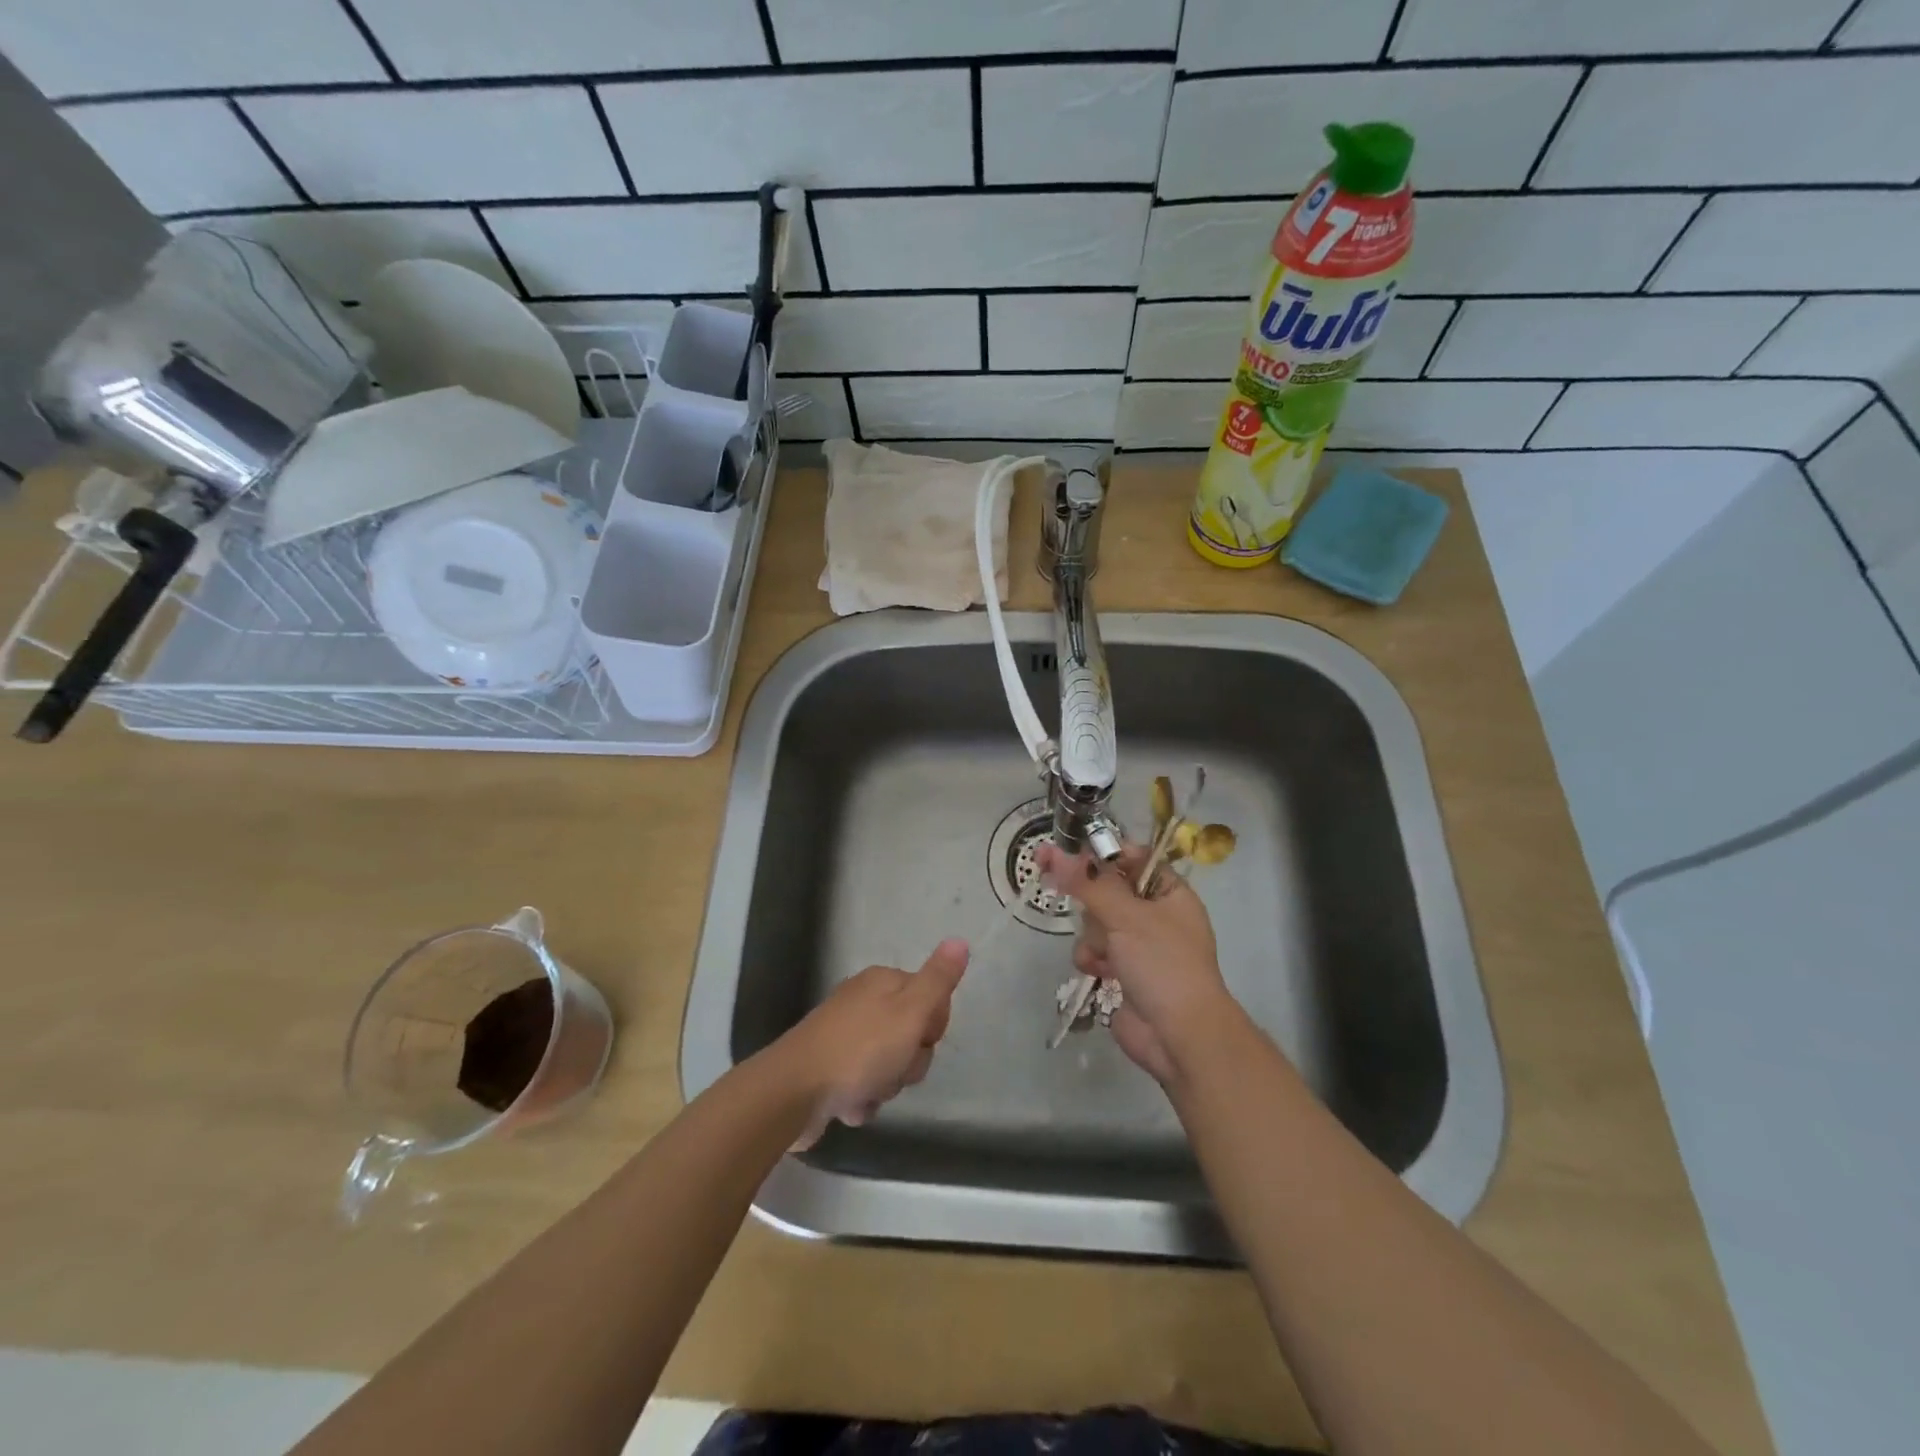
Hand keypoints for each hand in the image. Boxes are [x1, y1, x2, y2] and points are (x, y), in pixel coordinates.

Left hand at [774, 938, 967, 1148]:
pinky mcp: (828, 1067)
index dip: (932, 1026)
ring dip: (885, 1085)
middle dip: (908, 1062)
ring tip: (866, 1091)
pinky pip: (862, 1085)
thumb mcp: (910, 1012)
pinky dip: (861, 1099)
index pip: (931, 1000)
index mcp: (882, 982)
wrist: (792, 1092)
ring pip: (888, 1064)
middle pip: (911, 1035)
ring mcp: (843, 1035)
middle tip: (894, 1068)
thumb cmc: (859, 1050)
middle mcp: (863, 1002)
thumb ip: (938, 979)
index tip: (920, 1039)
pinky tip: (849, 1106)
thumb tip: (960, 940)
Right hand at [1036, 842, 1238, 1085]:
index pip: (1133, 858)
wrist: (1180, 1036)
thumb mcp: (1126, 916)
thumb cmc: (1162, 964)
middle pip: (1108, 890)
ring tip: (1101, 952)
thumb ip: (1087, 883)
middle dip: (1092, 901)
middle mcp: (1156, 916)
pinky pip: (1095, 951)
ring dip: (1092, 936)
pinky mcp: (1124, 972)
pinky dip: (1092, 959)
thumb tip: (1052, 852)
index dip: (1102, 854)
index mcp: (1170, 893)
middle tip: (1064, 889)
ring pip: (1097, 922)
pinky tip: (1097, 971)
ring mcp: (1140, 946)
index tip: (1069, 853)